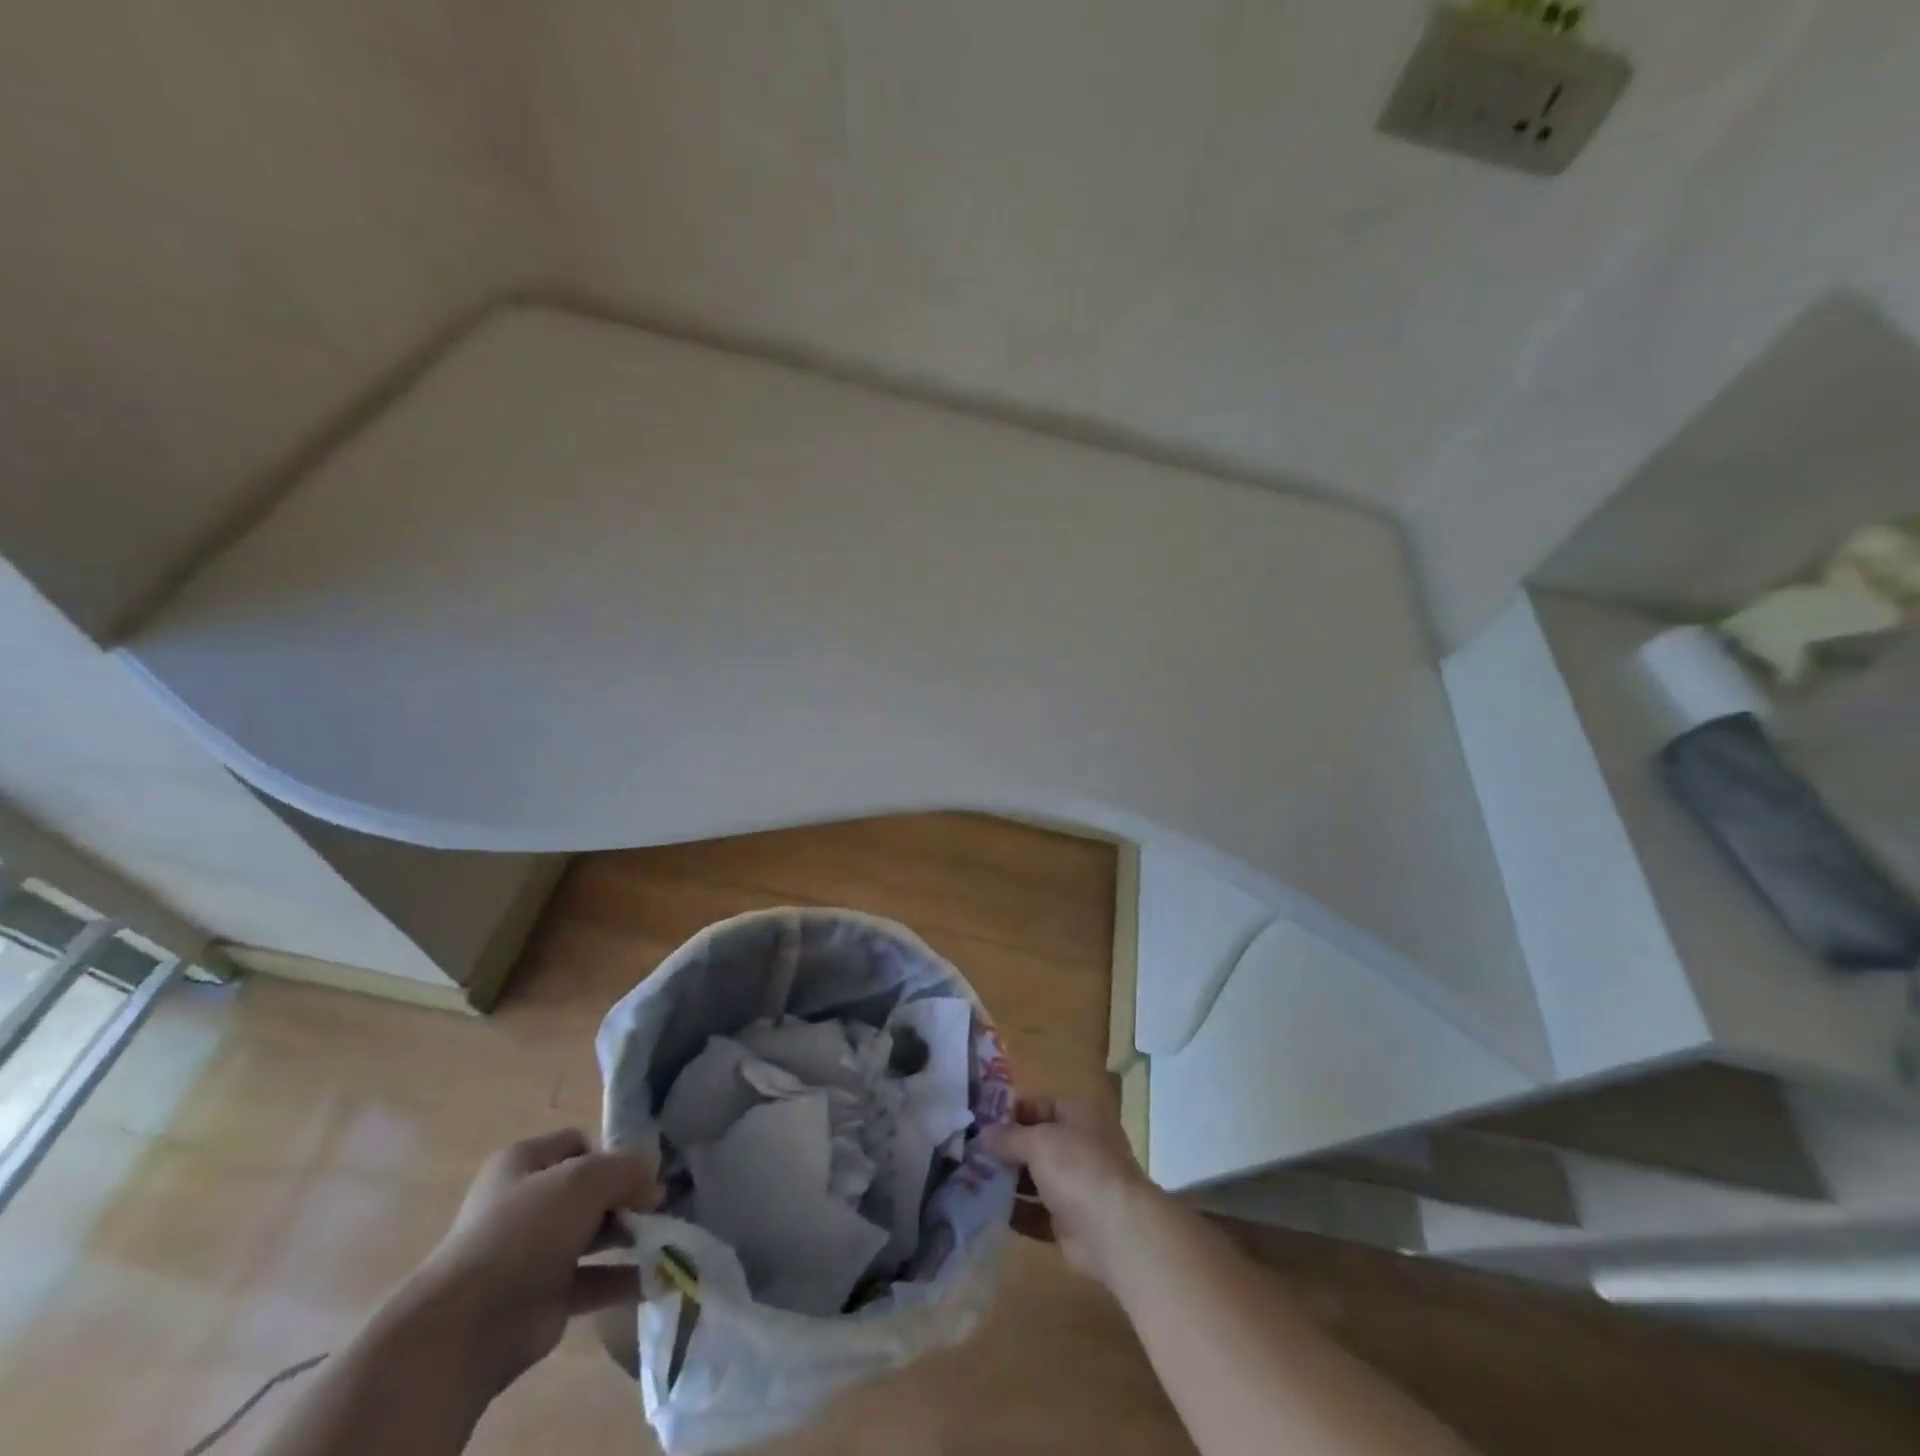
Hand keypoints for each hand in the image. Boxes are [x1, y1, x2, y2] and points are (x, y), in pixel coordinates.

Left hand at [401, 1129, 659, 1395]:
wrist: (470, 1325)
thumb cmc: (525, 1230)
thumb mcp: (585, 1179)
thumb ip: (627, 1167)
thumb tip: (654, 1173)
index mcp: (523, 1163)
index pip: (578, 1144)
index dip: (612, 1152)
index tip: (643, 1169)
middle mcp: (527, 1204)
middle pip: (590, 1190)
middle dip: (628, 1196)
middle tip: (662, 1204)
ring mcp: (535, 1253)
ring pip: (595, 1234)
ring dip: (631, 1235)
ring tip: (669, 1236)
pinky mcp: (546, 1297)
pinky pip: (595, 1279)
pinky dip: (625, 1278)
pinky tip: (658, 1274)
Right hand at [983, 1096, 1158, 1284]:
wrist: (1115, 1233)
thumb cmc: (1078, 1169)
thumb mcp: (1038, 1142)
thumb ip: (1008, 1137)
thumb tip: (983, 1134)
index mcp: (1078, 1116)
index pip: (1038, 1106)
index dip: (1010, 1113)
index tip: (978, 1123)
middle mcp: (1078, 1147)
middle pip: (1035, 1143)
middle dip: (1005, 1149)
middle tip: (969, 1154)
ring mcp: (1075, 1186)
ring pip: (1034, 1179)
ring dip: (1006, 1181)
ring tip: (969, 1181)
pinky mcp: (1069, 1223)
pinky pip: (1036, 1213)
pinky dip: (1015, 1212)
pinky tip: (986, 1210)